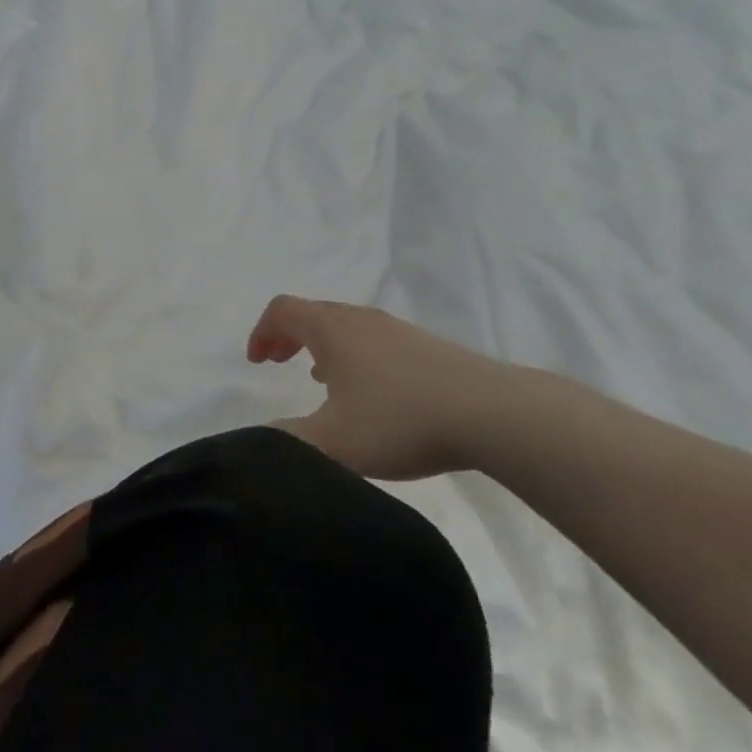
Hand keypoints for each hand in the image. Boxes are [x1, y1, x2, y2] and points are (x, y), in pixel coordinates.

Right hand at [247, 297, 531, 479]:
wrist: (493, 413)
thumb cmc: (400, 420)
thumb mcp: (333, 442)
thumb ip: (287, 441)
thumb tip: (261, 439)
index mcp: (330, 330)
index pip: (282, 310)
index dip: (261, 331)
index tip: (258, 362)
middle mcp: (360, 319)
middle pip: (311, 312)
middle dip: (287, 334)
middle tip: (279, 362)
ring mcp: (396, 329)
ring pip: (345, 324)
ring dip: (321, 344)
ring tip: (321, 378)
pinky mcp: (426, 346)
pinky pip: (373, 338)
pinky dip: (353, 353)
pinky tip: (370, 392)